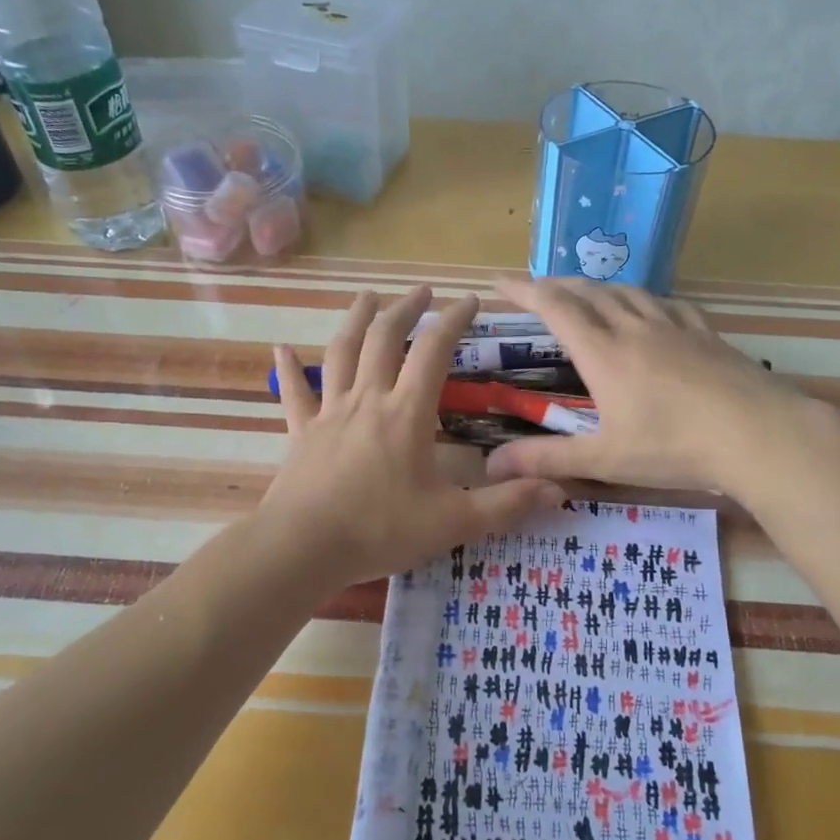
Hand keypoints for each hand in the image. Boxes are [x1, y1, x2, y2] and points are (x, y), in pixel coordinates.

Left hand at [262, 288, 563, 587]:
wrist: (303, 548)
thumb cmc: (380, 530)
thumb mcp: (453, 522)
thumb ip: (506, 504)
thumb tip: (559, 489)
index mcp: (406, 413)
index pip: (434, 350)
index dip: (454, 319)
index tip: (471, 300)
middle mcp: (367, 400)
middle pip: (384, 338)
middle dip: (406, 309)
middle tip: (422, 291)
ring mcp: (329, 413)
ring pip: (341, 352)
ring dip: (356, 320)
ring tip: (367, 297)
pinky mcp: (302, 433)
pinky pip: (294, 394)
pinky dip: (288, 369)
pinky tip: (280, 350)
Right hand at [484, 277, 819, 494]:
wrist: (757, 434)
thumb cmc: (675, 447)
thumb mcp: (605, 460)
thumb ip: (547, 459)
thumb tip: (491, 465)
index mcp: (604, 353)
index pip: (555, 307)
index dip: (524, 291)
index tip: (500, 282)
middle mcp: (634, 328)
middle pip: (588, 291)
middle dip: (556, 285)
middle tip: (535, 287)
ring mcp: (674, 326)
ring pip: (627, 292)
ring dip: (597, 287)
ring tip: (584, 293)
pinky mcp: (706, 333)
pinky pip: (667, 304)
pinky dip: (643, 299)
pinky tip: (649, 310)